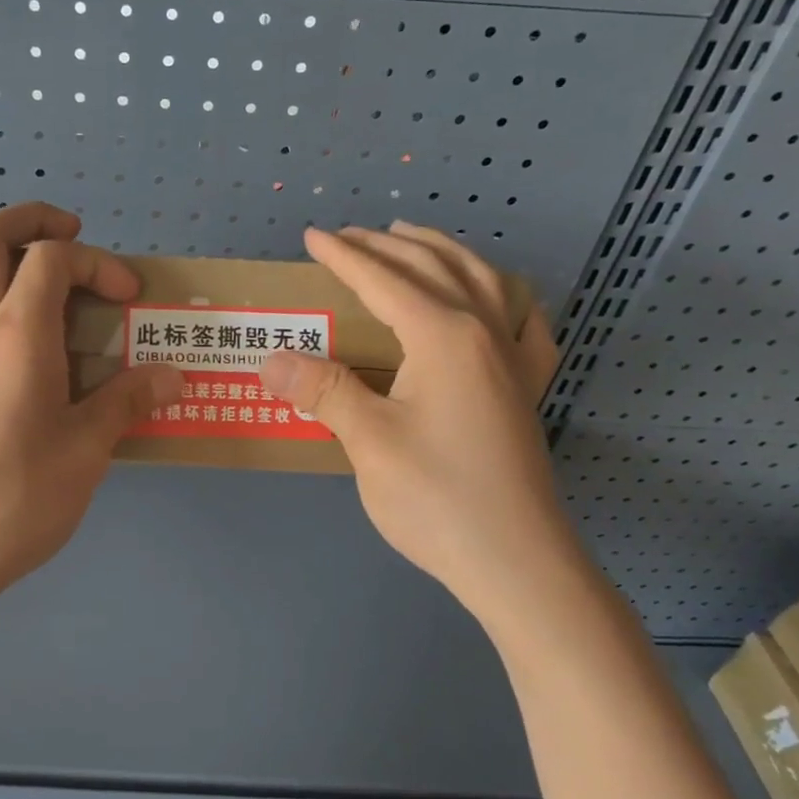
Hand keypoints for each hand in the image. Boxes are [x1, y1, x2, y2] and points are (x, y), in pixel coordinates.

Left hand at [0, 202, 182, 618]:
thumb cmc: (16, 501)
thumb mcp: (88, 452)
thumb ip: (127, 403)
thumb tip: (173, 376)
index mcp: (18, 334)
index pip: (53, 258)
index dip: (98, 262)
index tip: (129, 297)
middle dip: (28, 220)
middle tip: (67, 240)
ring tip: (5, 261)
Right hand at [258, 223, 583, 624]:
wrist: (517, 561)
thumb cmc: (438, 498)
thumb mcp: (369, 442)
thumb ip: (324, 391)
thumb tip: (272, 358)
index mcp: (444, 336)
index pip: (384, 280)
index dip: (345, 256)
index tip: (312, 237)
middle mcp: (484, 332)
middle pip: (433, 267)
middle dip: (387, 245)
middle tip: (349, 236)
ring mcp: (514, 359)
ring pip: (482, 280)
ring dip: (443, 252)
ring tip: (413, 240)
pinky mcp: (526, 388)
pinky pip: (523, 322)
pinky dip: (505, 295)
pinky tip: (499, 299)